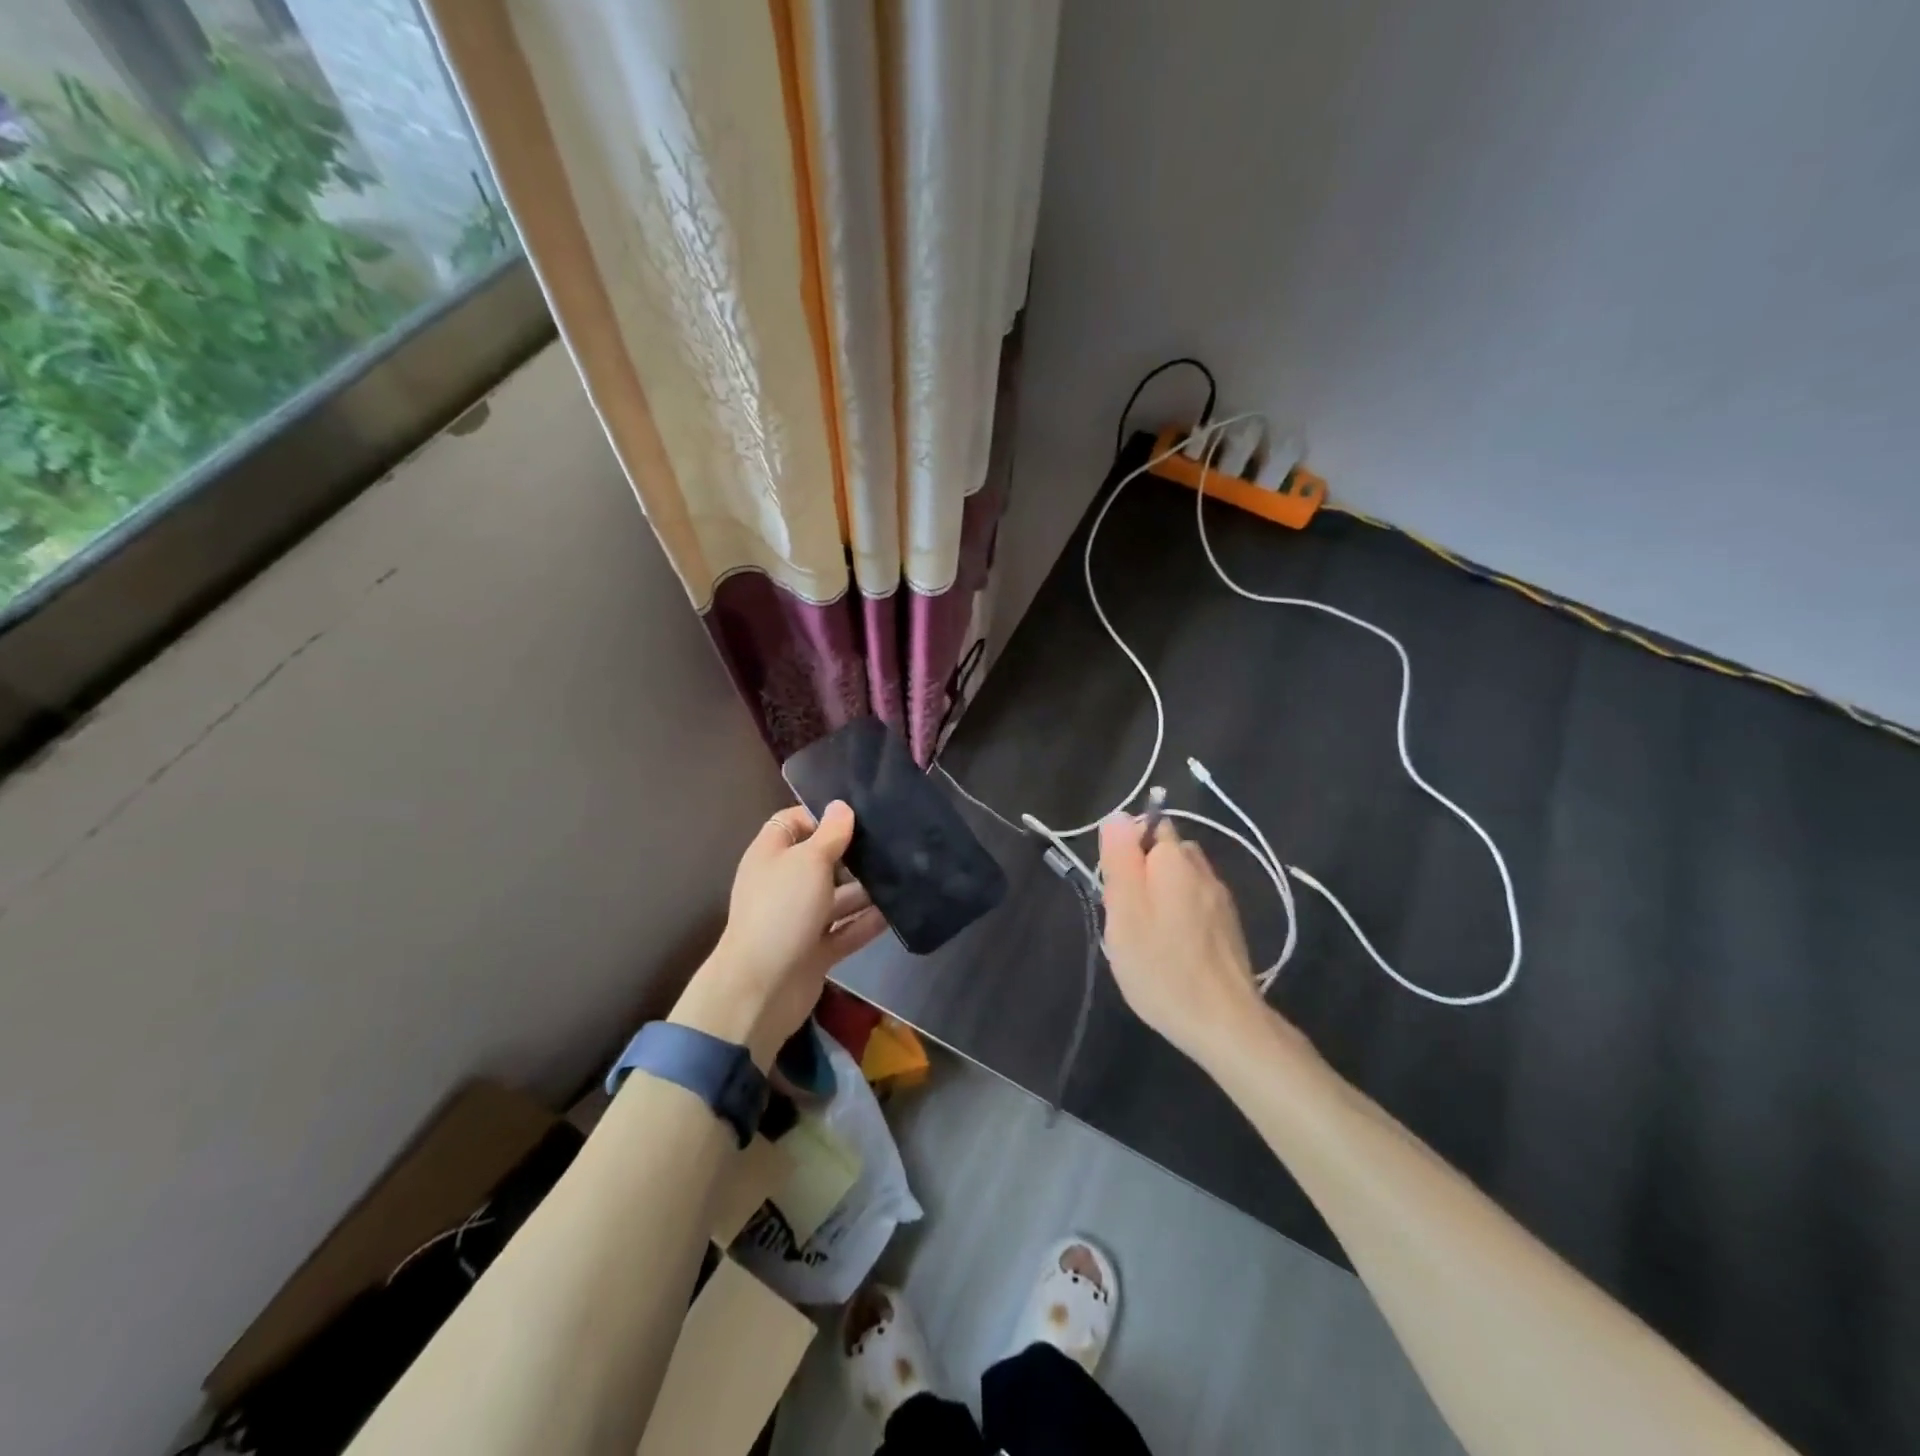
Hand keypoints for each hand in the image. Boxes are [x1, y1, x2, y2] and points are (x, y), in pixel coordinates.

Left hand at [672, 803, 885, 1068]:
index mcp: (771, 855)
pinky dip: (867, 923)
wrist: (762, 988)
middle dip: (853, 854)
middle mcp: (784, 883)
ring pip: (837, 897)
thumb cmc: (782, 910)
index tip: (858, 818)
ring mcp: (799, 919)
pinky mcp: (816, 950)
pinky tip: (897, 912)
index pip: (794, 823)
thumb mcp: (809, 861)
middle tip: (891, 844)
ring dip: (866, 890)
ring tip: (903, 876)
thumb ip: (830, 834)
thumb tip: (841, 805)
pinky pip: (846, 930)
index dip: (822, 817)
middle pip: (820, 860)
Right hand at [1098, 814, 1272, 1066]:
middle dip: (1142, 871)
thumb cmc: (1161, 966)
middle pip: (1165, 852)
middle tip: (1125, 915)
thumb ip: (1120, 859)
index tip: (1115, 889)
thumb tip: (1117, 815)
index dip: (1125, 852)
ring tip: (1145, 935)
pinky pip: (1196, 903)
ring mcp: (1221, 898)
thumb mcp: (1124, 911)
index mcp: (1174, 860)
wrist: (1224, 1022)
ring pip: (1181, 878)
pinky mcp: (1230, 926)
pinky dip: (1179, 914)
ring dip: (1161, 894)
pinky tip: (1171, 948)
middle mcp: (1202, 870)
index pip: (1147, 827)